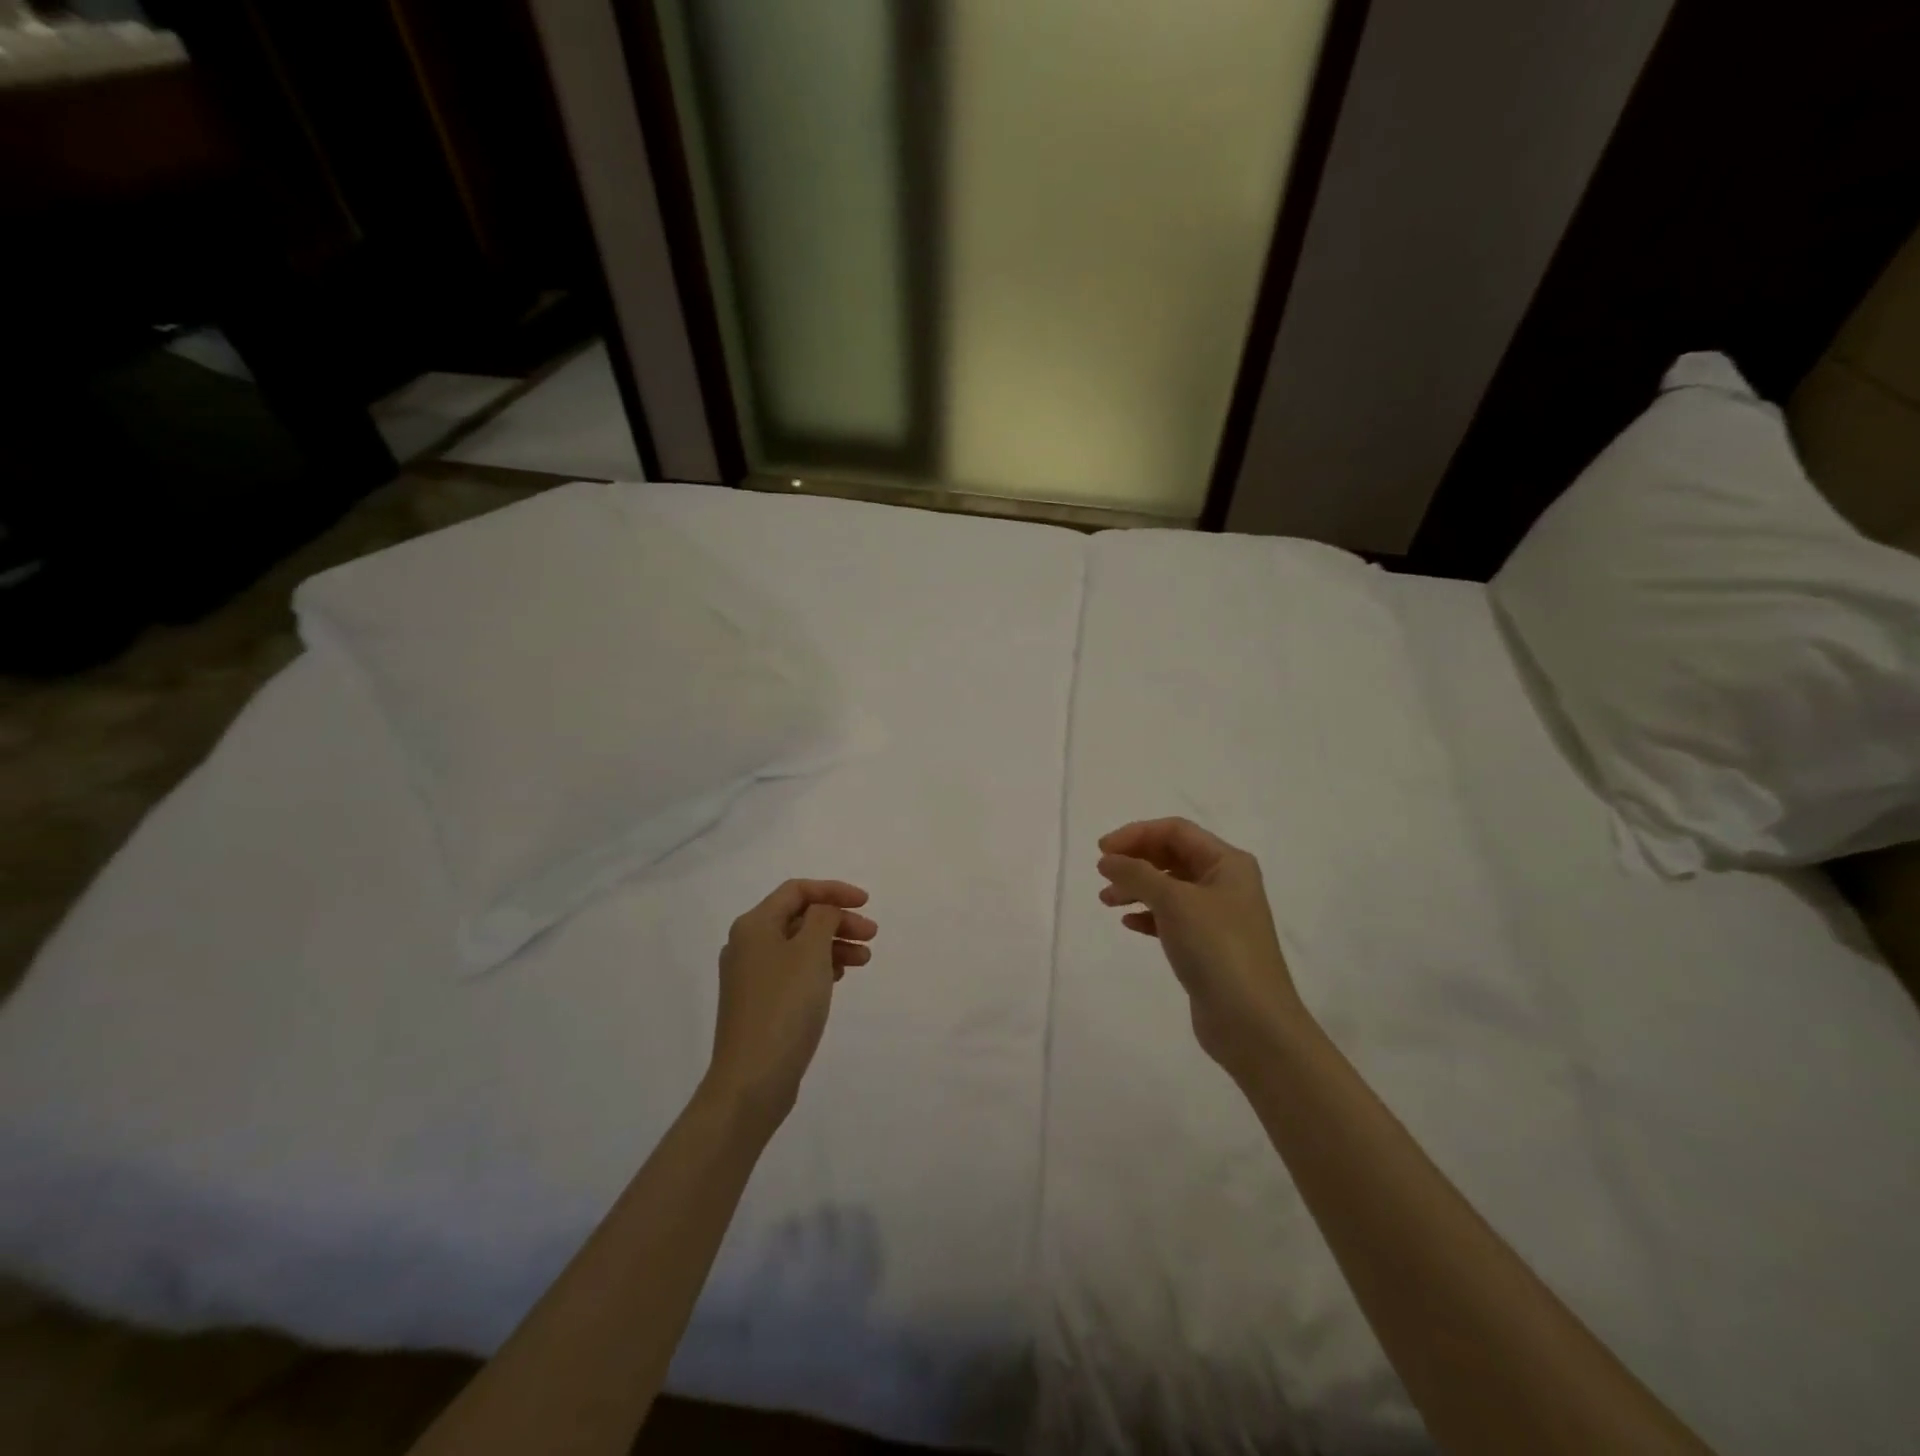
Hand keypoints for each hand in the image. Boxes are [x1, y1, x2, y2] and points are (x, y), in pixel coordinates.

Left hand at [705, 879, 876, 1131]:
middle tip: (871, 934)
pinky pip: (794, 971)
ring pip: (799, 946)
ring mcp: (751, 976)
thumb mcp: (811, 952)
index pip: (797, 890)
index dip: (833, 890)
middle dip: (838, 920)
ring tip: (864, 960)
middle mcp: (747, 945)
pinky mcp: (759, 1003)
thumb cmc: (785, 1006)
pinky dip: (819, 967)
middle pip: (799, 918)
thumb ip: (823, 918)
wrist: (752, 1080)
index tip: (866, 903)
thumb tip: (823, 911)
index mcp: (754, 925)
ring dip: (833, 945)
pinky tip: (839, 978)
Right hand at [1097, 818, 1304, 1081]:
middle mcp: (1226, 883)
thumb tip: (1108, 860)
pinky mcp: (1208, 946)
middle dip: (1135, 861)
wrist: (1252, 1022)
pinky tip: (1129, 924)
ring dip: (1137, 888)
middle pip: (1172, 856)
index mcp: (1228, 862)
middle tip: (1103, 874)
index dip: (1136, 834)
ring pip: (1169, 888)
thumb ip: (1136, 874)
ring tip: (1106, 901)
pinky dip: (1149, 915)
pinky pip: (1172, 918)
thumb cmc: (1217, 948)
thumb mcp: (1174, 901)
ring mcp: (1218, 916)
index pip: (1175, 830)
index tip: (1102, 851)